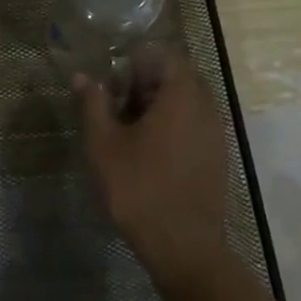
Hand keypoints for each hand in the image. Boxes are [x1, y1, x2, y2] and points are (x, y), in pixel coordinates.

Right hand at [75, 52, 227, 289]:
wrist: (182, 245)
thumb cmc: (138, 187)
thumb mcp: (104, 144)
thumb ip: (93, 104)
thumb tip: (83, 76)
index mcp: (182, 96)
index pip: (165, 55)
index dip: (137, 59)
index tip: (113, 78)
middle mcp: (207, 107)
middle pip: (177, 77)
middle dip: (145, 82)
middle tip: (115, 102)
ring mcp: (216, 133)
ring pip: (187, 102)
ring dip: (157, 105)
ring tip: (127, 128)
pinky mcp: (217, 156)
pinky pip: (194, 125)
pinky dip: (171, 126)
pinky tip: (147, 150)